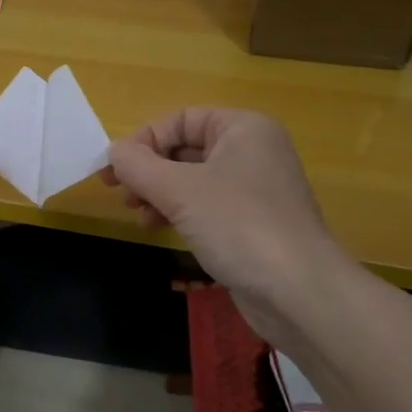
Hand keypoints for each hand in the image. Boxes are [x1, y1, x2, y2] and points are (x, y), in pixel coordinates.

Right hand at [101, 109, 351, 347]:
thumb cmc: (238, 225)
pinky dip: (180, 211)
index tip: (114, 170)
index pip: (181, 119)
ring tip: (137, 214)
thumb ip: (138, 165)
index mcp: (243, 128)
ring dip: (159, 193)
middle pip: (185, 148)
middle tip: (120, 193)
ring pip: (193, 179)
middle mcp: (253, 151)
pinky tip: (159, 227)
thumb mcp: (178, 190)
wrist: (298, 291)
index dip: (144, 140)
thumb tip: (113, 151)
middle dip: (149, 170)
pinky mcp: (253, 223)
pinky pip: (207, 205)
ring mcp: (255, 189)